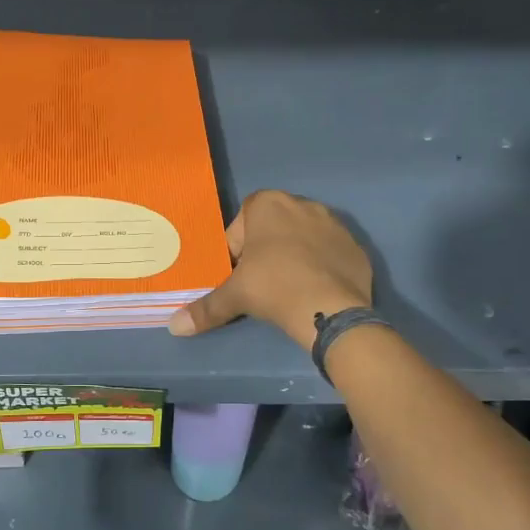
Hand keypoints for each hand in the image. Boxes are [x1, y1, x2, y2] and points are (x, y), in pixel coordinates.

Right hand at [167, 190, 372, 348]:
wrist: (330, 310)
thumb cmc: (273, 287)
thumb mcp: (234, 296)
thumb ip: (205, 308)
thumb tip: (174, 327)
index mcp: (268, 203)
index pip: (241, 223)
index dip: (236, 250)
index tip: (240, 274)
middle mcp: (302, 203)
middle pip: (273, 227)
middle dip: (266, 250)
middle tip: (262, 283)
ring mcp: (334, 222)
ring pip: (303, 237)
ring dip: (294, 256)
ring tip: (290, 288)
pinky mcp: (355, 245)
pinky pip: (329, 252)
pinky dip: (321, 266)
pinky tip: (315, 290)